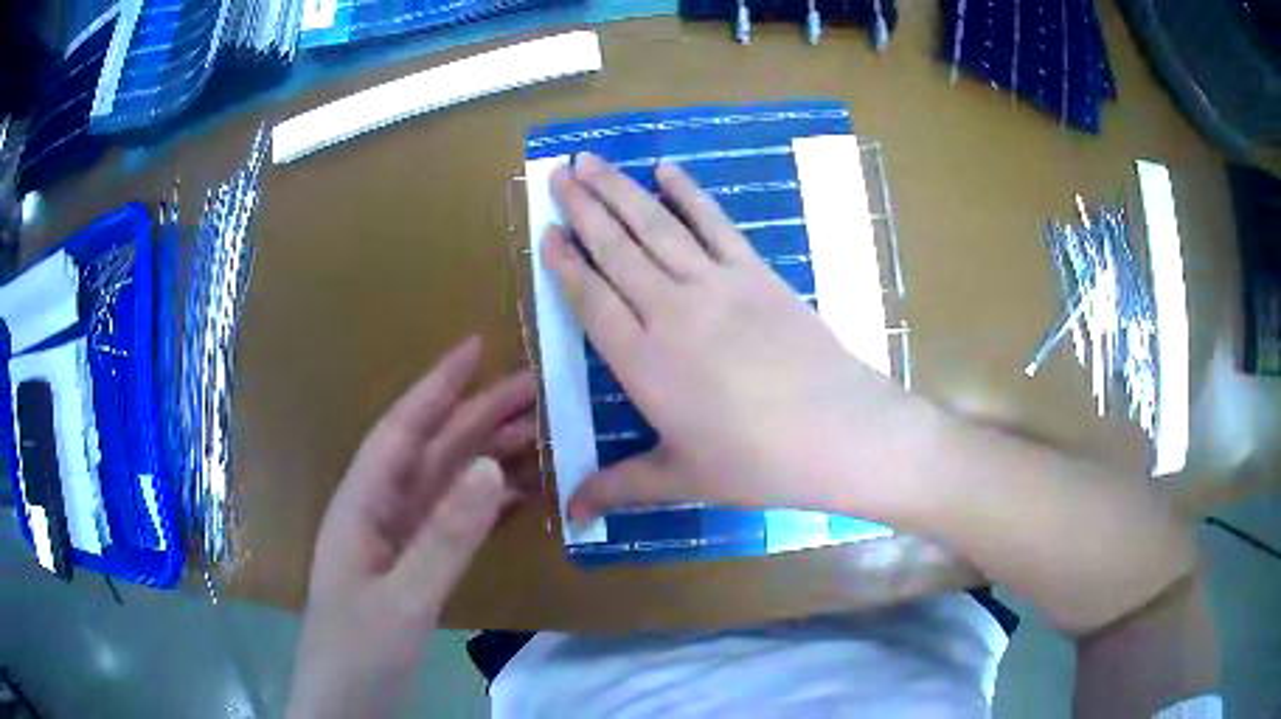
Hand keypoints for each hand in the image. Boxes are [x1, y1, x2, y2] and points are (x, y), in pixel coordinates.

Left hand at [287, 336, 535, 718]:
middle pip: (430, 453)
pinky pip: (453, 522)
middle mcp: (378, 513)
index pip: (401, 431)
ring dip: (486, 457)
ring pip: (445, 485)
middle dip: (477, 417)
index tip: (476, 347)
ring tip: (537, 432)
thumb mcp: (404, 599)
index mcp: (361, 506)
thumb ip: (446, 537)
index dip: (437, 388)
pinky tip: (516, 494)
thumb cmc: (359, 652)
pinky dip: (485, 504)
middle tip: (533, 388)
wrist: (346, 707)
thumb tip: (491, 466)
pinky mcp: (413, 569)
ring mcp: (396, 542)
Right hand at [545, 153, 933, 523]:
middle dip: (582, 208)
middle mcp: (670, 311)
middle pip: (616, 249)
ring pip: (655, 226)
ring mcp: (716, 284)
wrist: (839, 433)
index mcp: (642, 362)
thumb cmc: (757, 464)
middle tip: (558, 173)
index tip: (547, 231)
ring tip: (590, 160)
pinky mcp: (756, 273)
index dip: (565, 262)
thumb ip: (619, 487)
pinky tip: (666, 169)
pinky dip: (689, 193)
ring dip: (619, 189)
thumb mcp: (681, 479)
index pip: (590, 299)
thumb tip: (569, 516)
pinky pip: (715, 223)